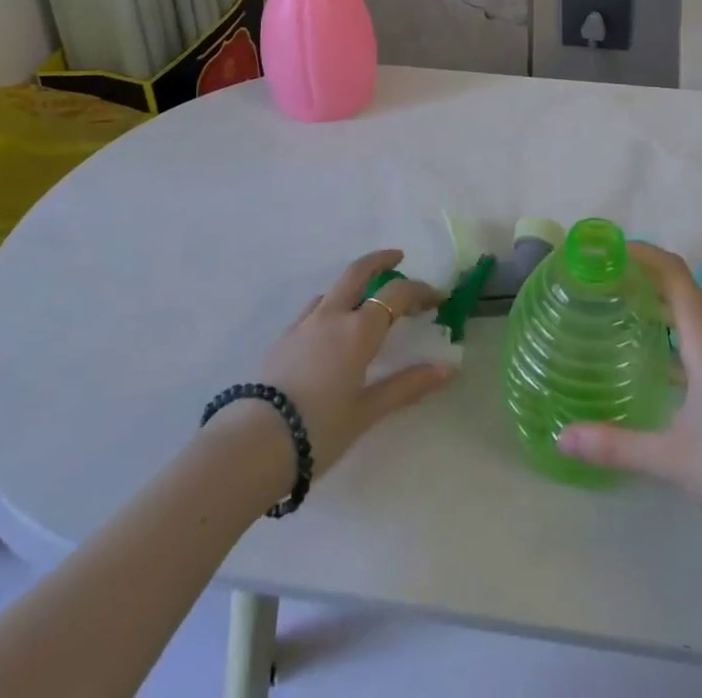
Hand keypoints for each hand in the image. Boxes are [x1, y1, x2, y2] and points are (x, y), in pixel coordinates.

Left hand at [252, 249, 453, 478]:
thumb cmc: (319, 429)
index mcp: (358, 329)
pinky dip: (329, 307)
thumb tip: (448, 369)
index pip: (397, 294)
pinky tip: (328, 332)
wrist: (253, 445)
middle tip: (398, 257)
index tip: (437, 298)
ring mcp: (302, 325)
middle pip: (358, 272)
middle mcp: (332, 316)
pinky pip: (312, 311)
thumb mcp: (368, 411)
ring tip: (363, 302)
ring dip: (352, 286)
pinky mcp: (281, 340)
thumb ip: (408, 385)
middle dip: (381, 260)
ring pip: (332, 290)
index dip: (420, 290)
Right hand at [557, 244, 701, 544]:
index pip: (674, 274)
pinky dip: (682, 335)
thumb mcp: (673, 458)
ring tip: (629, 314)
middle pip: (685, 289)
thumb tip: (561, 438)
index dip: (644, 254)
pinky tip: (664, 366)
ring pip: (699, 315)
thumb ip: (616, 445)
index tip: (611, 248)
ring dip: (666, 306)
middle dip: (647, 277)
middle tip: (607, 281)